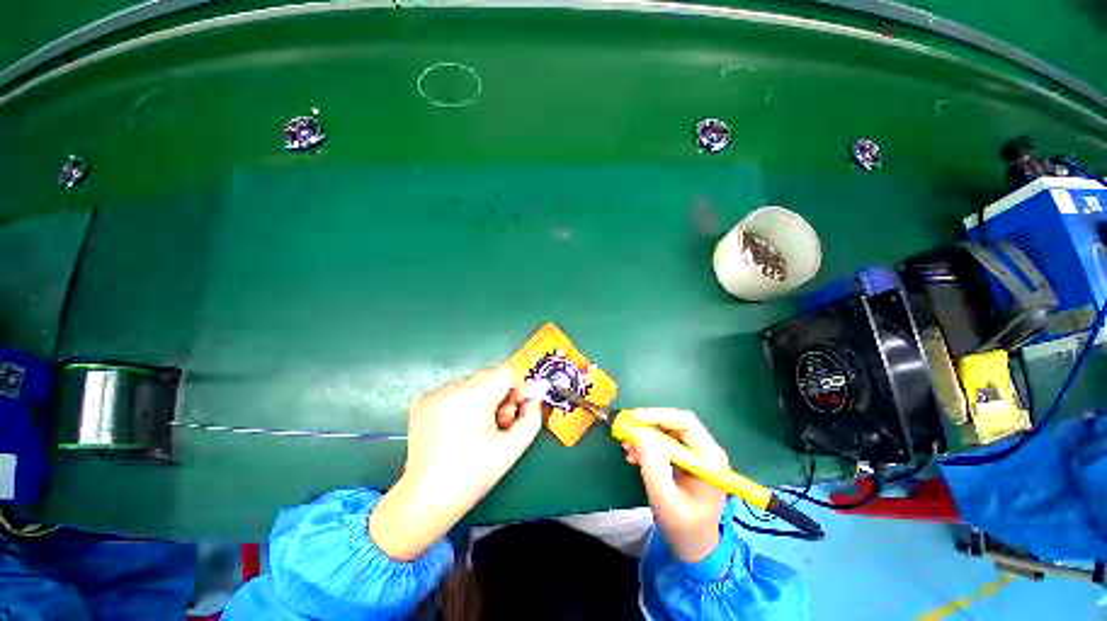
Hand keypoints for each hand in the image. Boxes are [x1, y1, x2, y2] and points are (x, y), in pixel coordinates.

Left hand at [370, 365, 545, 560]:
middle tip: (499, 422)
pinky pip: (453, 390)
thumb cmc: (472, 476)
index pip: (505, 372)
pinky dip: (462, 401)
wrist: (426, 499)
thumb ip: (531, 417)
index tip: (516, 409)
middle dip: (500, 393)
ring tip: (477, 427)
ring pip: (471, 382)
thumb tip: (534, 397)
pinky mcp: (421, 402)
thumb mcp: (511, 448)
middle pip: (488, 375)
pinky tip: (458, 426)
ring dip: (481, 396)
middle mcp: (450, 390)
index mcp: (473, 399)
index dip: (516, 387)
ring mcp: (433, 394)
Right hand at [623, 409, 728, 562]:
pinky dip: (647, 443)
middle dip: (649, 423)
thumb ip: (654, 466)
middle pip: (676, 422)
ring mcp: (696, 452)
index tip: (634, 419)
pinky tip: (634, 454)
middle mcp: (706, 450)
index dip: (659, 416)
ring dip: (646, 433)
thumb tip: (641, 433)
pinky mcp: (686, 456)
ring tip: (627, 445)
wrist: (694, 545)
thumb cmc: (684, 527)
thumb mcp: (665, 500)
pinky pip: (664, 440)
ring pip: (668, 429)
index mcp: (710, 459)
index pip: (686, 423)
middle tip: (627, 428)